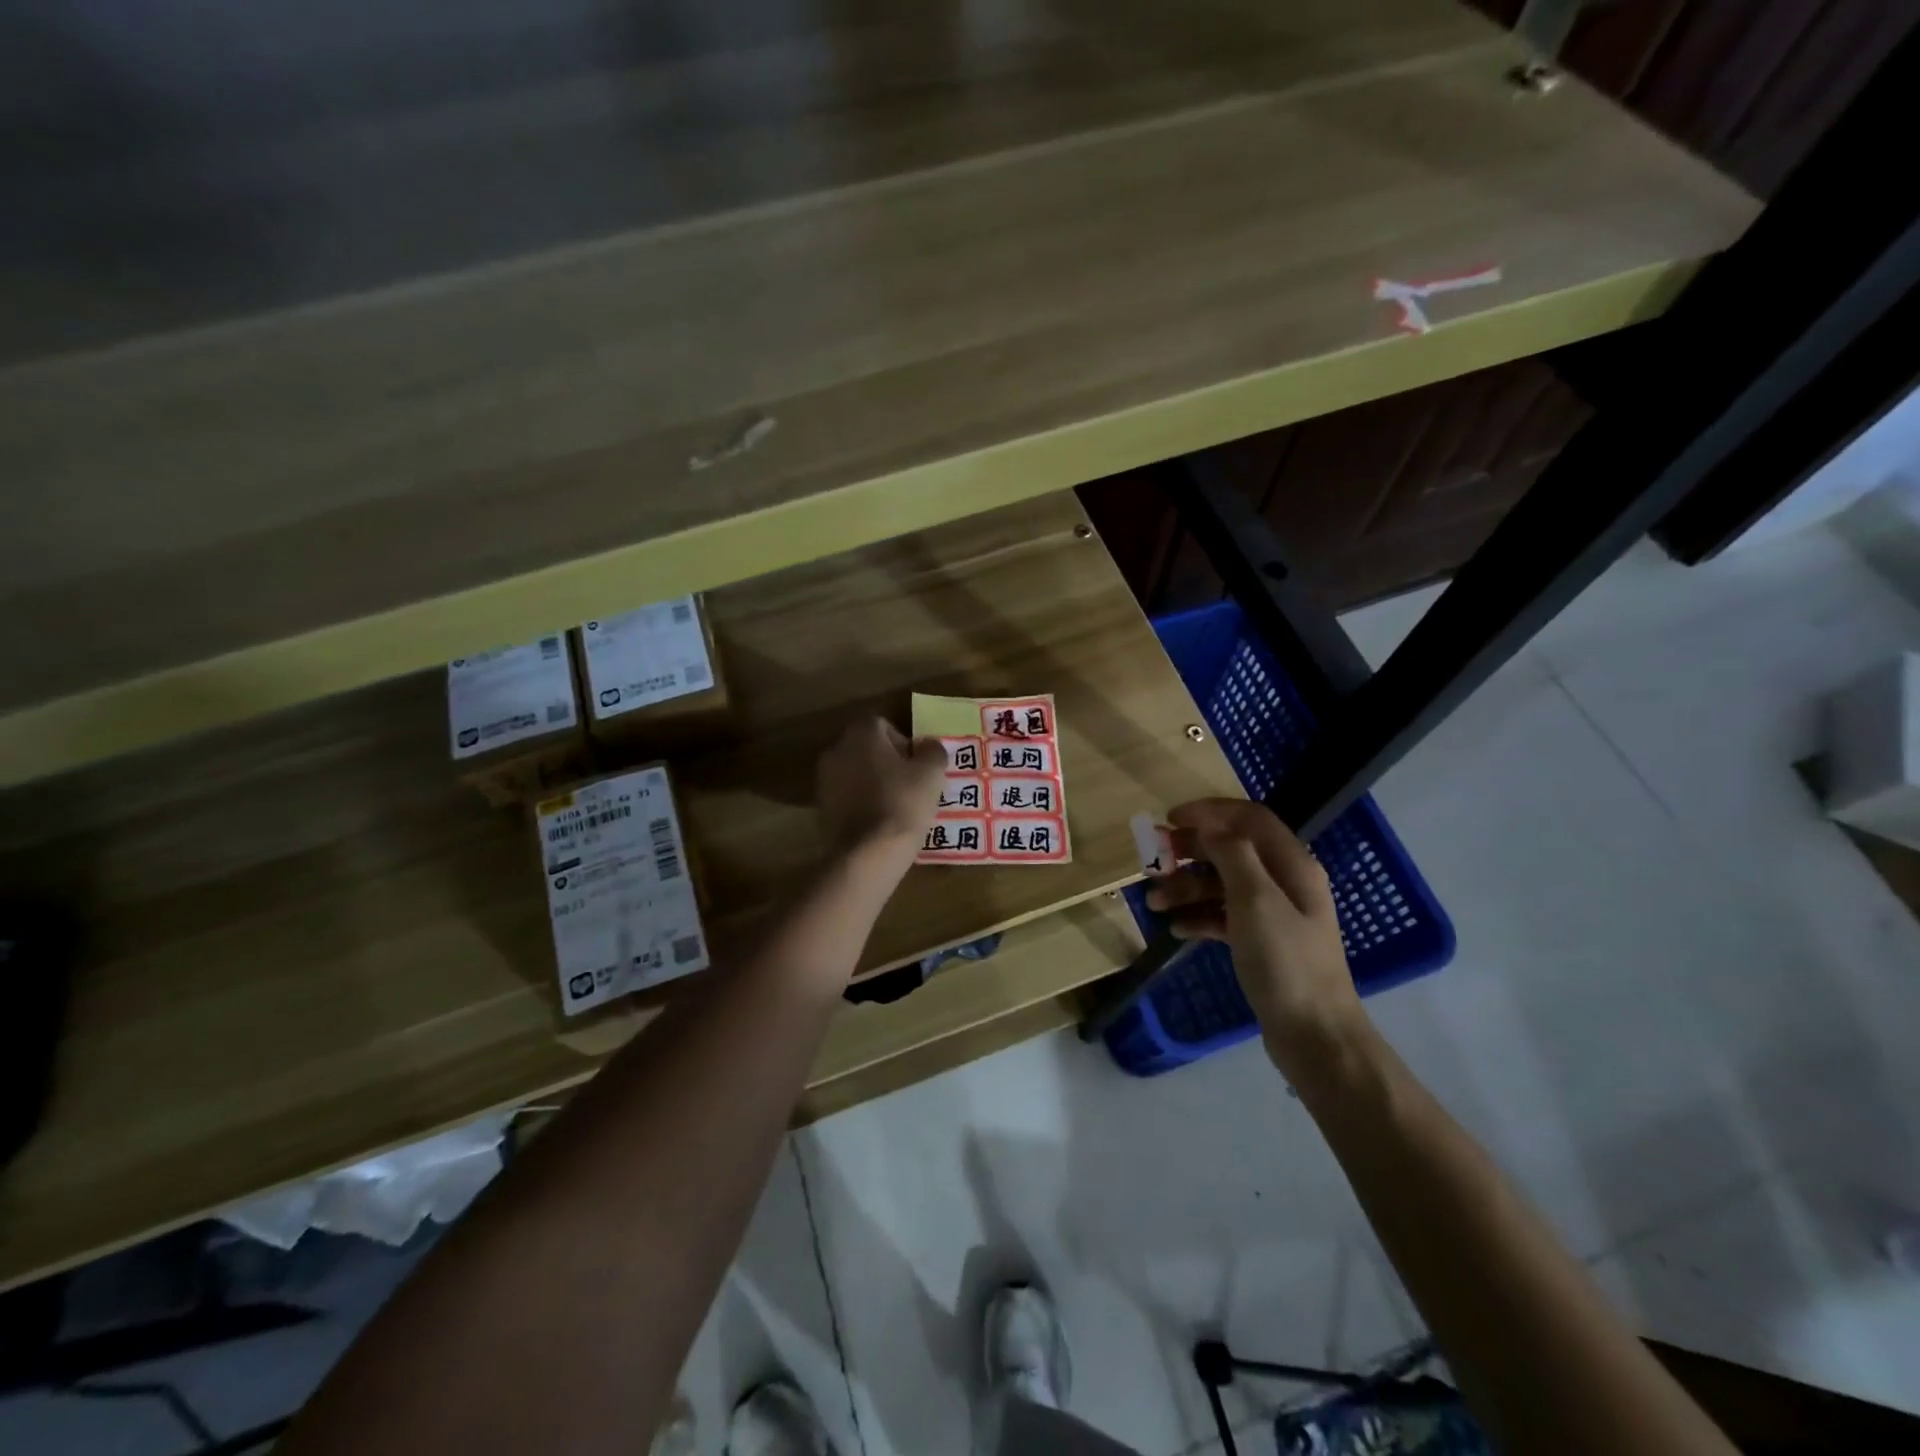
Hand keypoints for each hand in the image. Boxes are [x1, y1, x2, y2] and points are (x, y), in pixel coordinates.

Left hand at [814, 717, 946, 874]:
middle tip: (910, 786)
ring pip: (855, 774)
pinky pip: (847, 798)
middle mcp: (836, 750)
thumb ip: (933, 752)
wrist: (866, 854)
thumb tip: (928, 747)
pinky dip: (861, 804)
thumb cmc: (902, 803)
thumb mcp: (931, 773)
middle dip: (887, 763)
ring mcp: (824, 780)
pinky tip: (879, 824)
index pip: (883, 725)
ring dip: (873, 784)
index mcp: (861, 733)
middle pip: (867, 749)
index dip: (904, 743)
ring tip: (896, 807)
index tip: (917, 767)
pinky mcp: (820, 808)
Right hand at [1144, 798, 1367, 1072]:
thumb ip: (1232, 854)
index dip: (1209, 812)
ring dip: (1186, 887)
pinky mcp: (1261, 941)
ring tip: (1154, 902)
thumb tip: (1208, 824)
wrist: (1314, 1035)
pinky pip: (1223, 915)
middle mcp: (1284, 882)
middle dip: (1190, 852)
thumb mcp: (1255, 900)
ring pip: (1222, 884)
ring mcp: (1273, 913)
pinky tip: (1176, 928)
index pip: (1249, 817)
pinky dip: (1198, 915)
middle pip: (1231, 849)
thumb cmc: (1285, 961)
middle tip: (1154, 861)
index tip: (1169, 819)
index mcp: (1291, 865)